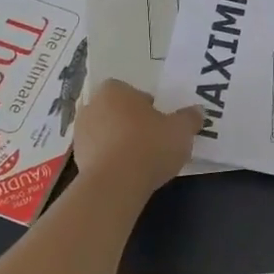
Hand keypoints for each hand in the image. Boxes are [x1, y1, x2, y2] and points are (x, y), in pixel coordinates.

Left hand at [71, 81, 203, 198]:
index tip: (159, 121)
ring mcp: (80, 133)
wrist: (115, 183)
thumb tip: (197, 111)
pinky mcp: (77, 159)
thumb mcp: (181, 130)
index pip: (131, 91)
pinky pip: (99, 154)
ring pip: (105, 132)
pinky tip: (127, 173)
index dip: (146, 105)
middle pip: (116, 111)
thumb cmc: (149, 145)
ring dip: (118, 141)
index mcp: (115, 90)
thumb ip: (189, 118)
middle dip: (130, 122)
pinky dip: (110, 160)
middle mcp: (92, 106)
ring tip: (140, 159)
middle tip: (152, 139)